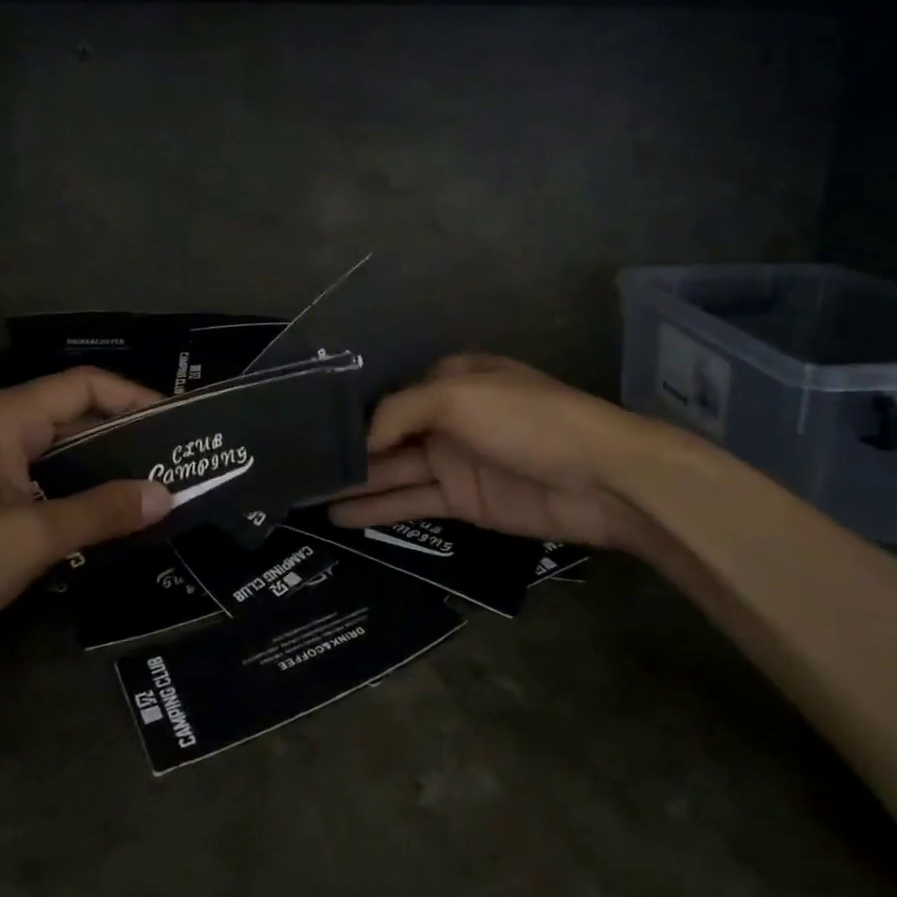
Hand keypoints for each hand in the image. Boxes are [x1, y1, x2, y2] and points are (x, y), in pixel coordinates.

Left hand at [0, 368, 171, 663]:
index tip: (181, 427)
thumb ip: (100, 513)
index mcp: (4, 417)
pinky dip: (77, 489)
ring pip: (61, 449)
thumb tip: (166, 495)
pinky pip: (42, 475)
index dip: (137, 398)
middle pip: (76, 414)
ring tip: (157, 491)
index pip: (85, 385)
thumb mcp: (27, 541)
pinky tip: (107, 516)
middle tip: (180, 465)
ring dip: (105, 467)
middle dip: (129, 437)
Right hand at [329, 354, 674, 555]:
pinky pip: (411, 501)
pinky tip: (341, 516)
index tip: (312, 432)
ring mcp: (455, 461)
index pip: (391, 396)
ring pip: (394, 471)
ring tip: (306, 497)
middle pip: (388, 435)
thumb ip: (401, 410)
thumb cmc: (527, 420)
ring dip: (355, 483)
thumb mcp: (458, 396)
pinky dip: (378, 509)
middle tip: (297, 470)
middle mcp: (448, 418)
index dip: (355, 414)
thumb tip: (364, 438)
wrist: (599, 479)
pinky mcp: (464, 501)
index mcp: (451, 380)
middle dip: (348, 451)